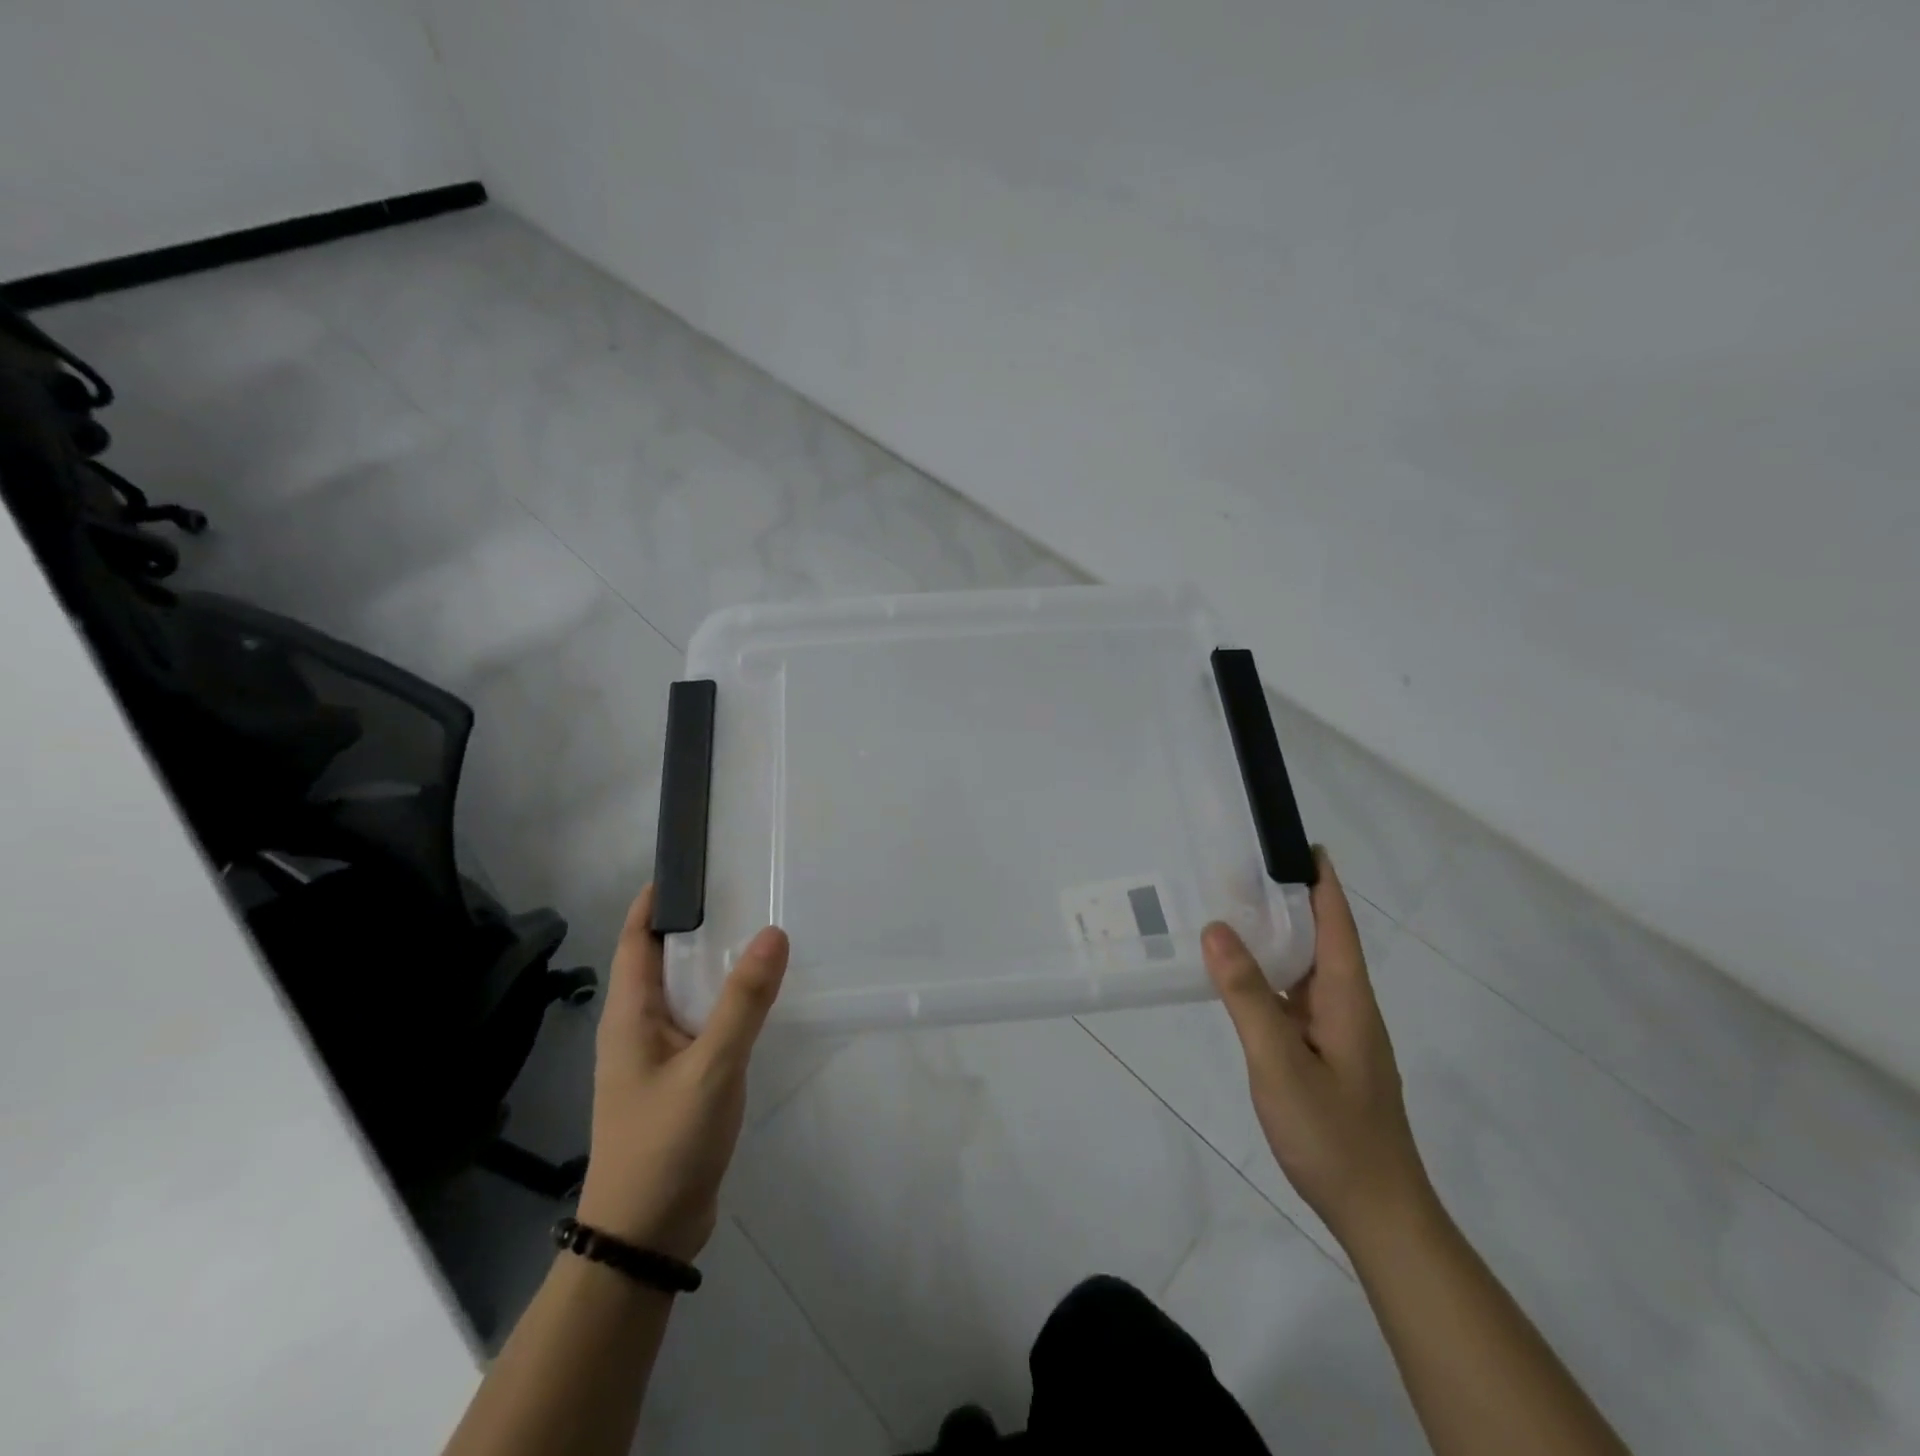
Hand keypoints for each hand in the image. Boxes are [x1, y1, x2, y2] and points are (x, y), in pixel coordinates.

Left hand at [575, 884, 787, 1262]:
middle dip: (696, 924)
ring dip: (713, 963)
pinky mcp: (677, 1079)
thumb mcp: (711, 1067)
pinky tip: (757, 998)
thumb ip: (744, 1001)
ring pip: (684, 992)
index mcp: (629, 1014)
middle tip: (744, 889)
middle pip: (661, 959)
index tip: (695, 864)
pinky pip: (700, 1022)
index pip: (635, 938)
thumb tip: (772, 932)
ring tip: (758, 932)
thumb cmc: (666, 1143)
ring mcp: (656, 1056)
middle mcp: (637, 1027)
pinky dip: (723, 1000)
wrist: (645, 1237)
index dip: (657, 899)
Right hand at [1203, 848, 1432, 1248]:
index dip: (1322, 882)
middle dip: (1293, 901)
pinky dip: (1273, 976)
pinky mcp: (1328, 1056)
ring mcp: (1341, 1034)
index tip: (1300, 843)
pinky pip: (1298, 999)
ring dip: (1280, 938)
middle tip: (1245, 870)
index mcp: (1348, 999)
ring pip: (1309, 971)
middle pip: (1324, 940)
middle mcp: (1349, 1008)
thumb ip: (1246, 996)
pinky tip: (1243, 978)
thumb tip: (1218, 930)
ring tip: (1237, 911)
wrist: (1379, 1214)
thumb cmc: (1332, 1135)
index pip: (1338, 924)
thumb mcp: (1278, 1063)